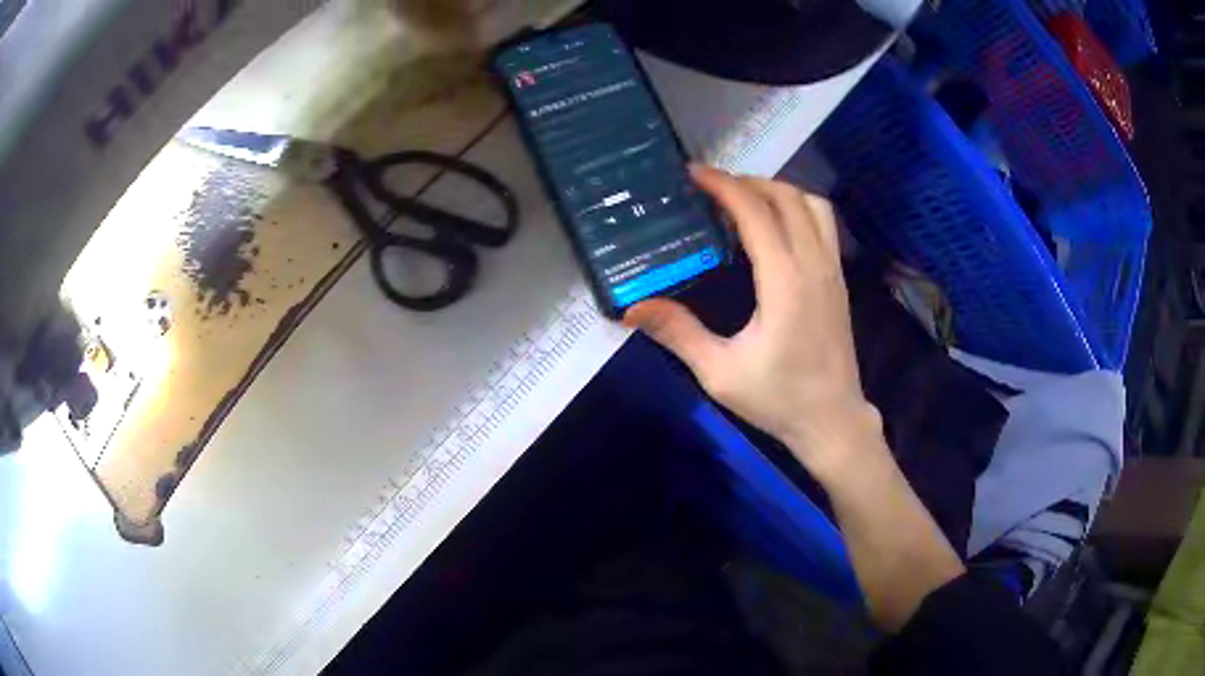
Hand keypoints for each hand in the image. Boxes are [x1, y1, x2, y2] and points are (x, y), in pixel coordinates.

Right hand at [625, 166, 879, 475]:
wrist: (832, 421)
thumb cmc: (778, 398)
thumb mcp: (720, 372)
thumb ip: (678, 333)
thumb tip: (632, 309)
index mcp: (785, 282)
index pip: (756, 213)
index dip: (724, 186)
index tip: (694, 174)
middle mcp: (813, 265)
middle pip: (787, 197)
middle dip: (748, 181)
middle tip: (712, 188)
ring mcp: (832, 270)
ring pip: (812, 205)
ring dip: (778, 191)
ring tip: (746, 200)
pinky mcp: (838, 280)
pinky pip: (823, 224)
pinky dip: (797, 208)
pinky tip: (775, 227)